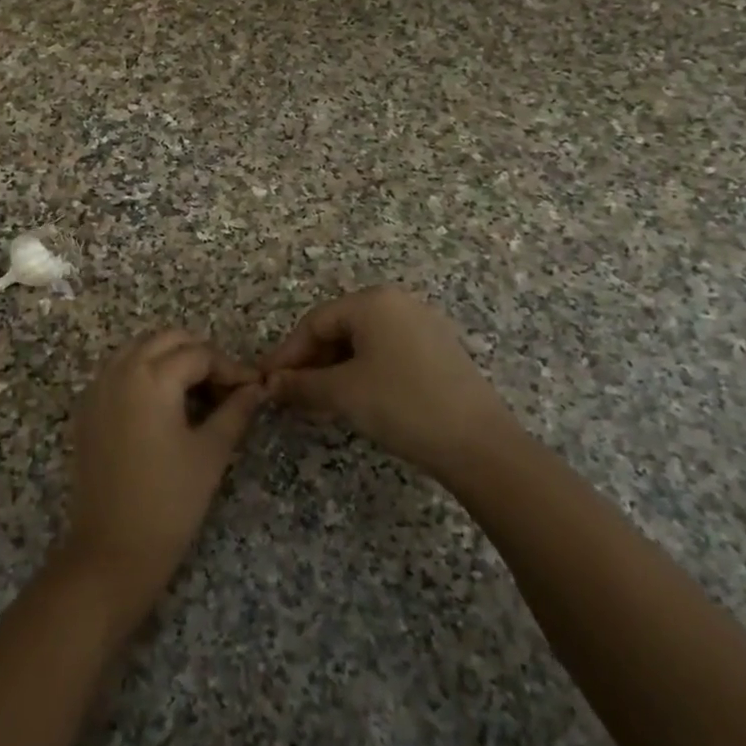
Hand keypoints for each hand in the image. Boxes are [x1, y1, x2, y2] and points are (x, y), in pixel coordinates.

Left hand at [59, 330, 264, 625]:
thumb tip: (256, 388)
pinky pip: (118, 371)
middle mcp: (120, 370)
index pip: (199, 354)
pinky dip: (143, 373)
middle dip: (199, 354)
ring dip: (169, 359)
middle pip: (166, 339)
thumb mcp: (210, 453)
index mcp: (152, 377)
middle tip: (225, 387)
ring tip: (197, 392)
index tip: (252, 389)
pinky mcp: (86, 409)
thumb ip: (235, 411)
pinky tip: (163, 404)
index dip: (230, 368)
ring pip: (139, 349)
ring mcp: (97, 387)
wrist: (111, 550)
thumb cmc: (169, 502)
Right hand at [261, 286, 521, 486]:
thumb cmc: (401, 404)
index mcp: (373, 301)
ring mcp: (423, 326)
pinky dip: (363, 373)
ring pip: (363, 343)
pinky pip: (387, 354)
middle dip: (311, 362)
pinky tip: (354, 400)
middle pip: (339, 329)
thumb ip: (301, 384)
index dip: (287, 353)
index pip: (314, 322)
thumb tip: (270, 385)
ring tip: (317, 402)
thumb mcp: (342, 393)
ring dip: (334, 371)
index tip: (267, 382)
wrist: (478, 444)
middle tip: (290, 394)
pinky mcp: (439, 351)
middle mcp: (398, 303)